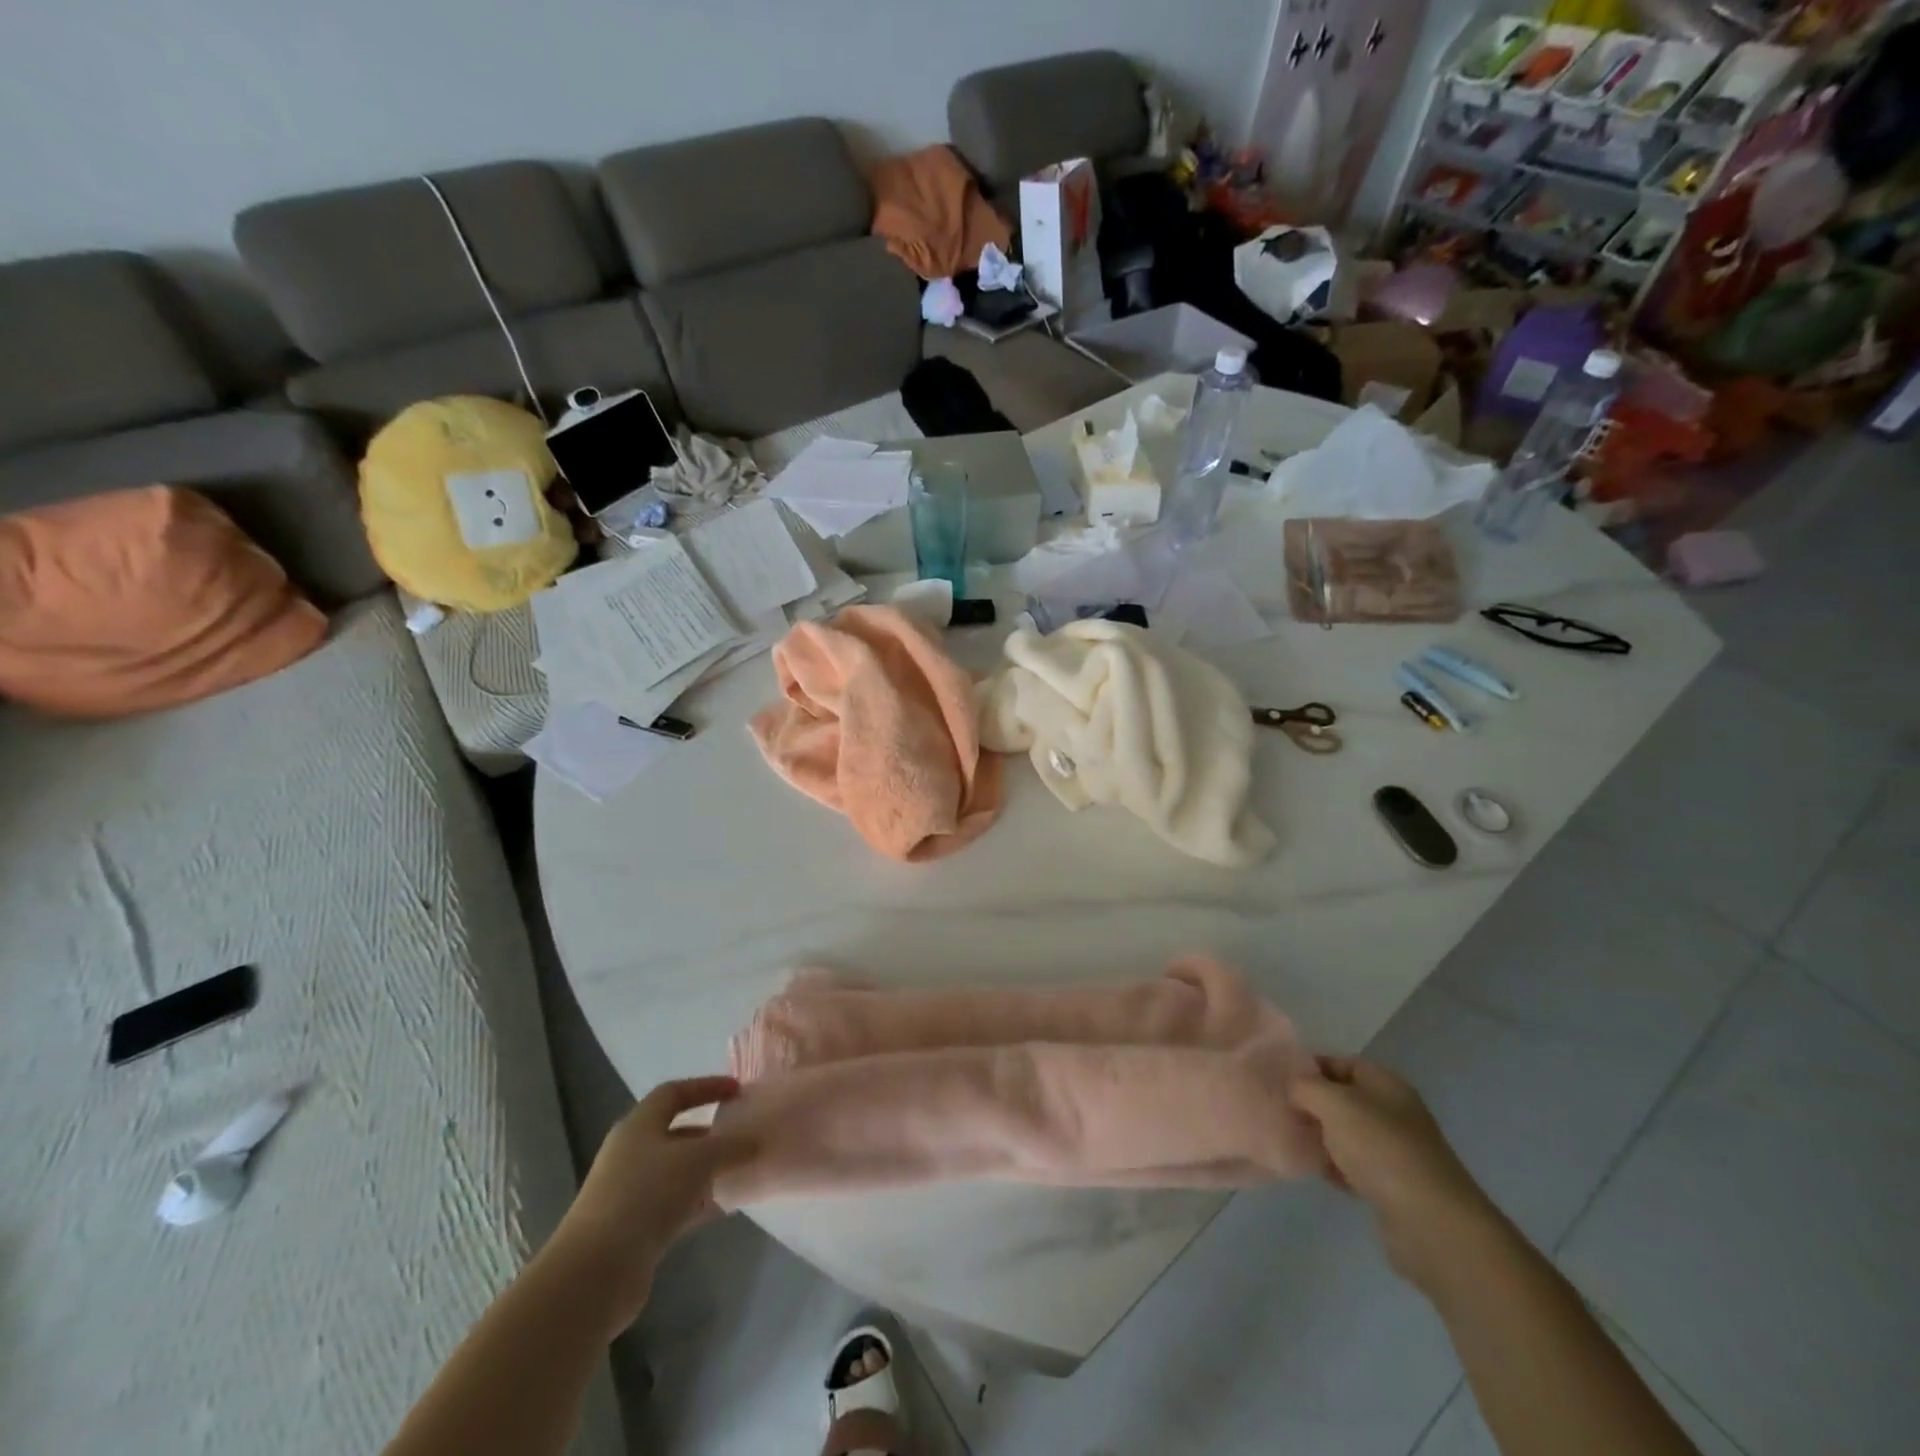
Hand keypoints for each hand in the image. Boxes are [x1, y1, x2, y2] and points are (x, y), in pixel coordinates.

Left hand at [546, 1076, 755, 1331]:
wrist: (594, 1274)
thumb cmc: (646, 1196)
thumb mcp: (697, 1160)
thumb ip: (731, 1146)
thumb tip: (755, 1141)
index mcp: (639, 1126)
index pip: (674, 1093)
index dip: (706, 1087)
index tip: (738, 1091)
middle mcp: (631, 1153)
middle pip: (675, 1132)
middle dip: (710, 1132)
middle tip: (743, 1134)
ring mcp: (630, 1192)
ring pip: (677, 1170)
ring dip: (707, 1170)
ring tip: (742, 1170)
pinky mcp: (634, 1228)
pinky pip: (675, 1203)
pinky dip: (699, 1201)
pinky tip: (725, 1207)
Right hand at [1291, 1058, 1502, 1292]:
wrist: (1432, 1224)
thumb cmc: (1381, 1149)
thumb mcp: (1333, 1103)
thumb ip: (1305, 1086)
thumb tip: (1292, 1087)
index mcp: (1385, 1084)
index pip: (1340, 1062)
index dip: (1308, 1067)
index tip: (1277, 1079)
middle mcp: (1393, 1112)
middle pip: (1342, 1099)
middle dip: (1310, 1103)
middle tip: (1277, 1109)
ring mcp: (1395, 1151)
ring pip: (1346, 1134)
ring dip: (1319, 1137)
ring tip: (1288, 1138)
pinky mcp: (1392, 1187)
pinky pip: (1353, 1166)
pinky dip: (1333, 1166)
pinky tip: (1312, 1169)